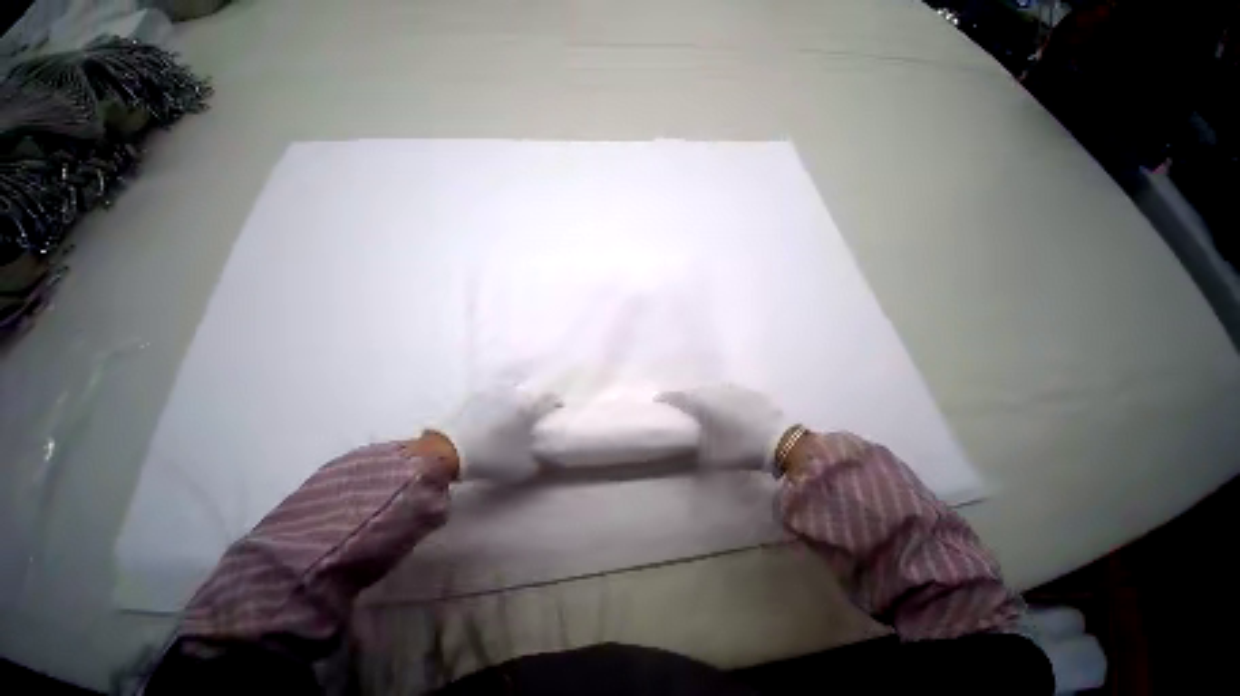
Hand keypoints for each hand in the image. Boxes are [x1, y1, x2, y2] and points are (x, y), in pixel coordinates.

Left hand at [431, 386, 561, 481]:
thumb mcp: (520, 467)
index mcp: (528, 407)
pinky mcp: (472, 396)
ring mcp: (491, 392)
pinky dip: (497, 402)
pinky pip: (493, 395)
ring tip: (513, 414)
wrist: (445, 450)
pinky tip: (493, 414)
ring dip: (515, 400)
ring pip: (511, 391)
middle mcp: (512, 394)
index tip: (557, 410)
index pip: (550, 399)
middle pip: (530, 393)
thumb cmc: (490, 456)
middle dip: (534, 402)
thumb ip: (537, 460)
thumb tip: (541, 456)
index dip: (556, 404)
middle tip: (534, 415)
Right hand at [657, 384, 794, 471]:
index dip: (668, 398)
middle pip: (696, 391)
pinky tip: (727, 405)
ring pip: (713, 389)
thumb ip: (697, 451)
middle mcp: (719, 392)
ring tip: (702, 404)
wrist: (782, 441)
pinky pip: (730, 391)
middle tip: (681, 405)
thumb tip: (686, 451)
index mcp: (706, 405)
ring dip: (705, 395)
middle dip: (686, 397)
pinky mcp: (751, 393)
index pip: (681, 397)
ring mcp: (736, 390)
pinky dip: (723, 397)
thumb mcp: (715, 456)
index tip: (658, 399)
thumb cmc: (743, 448)